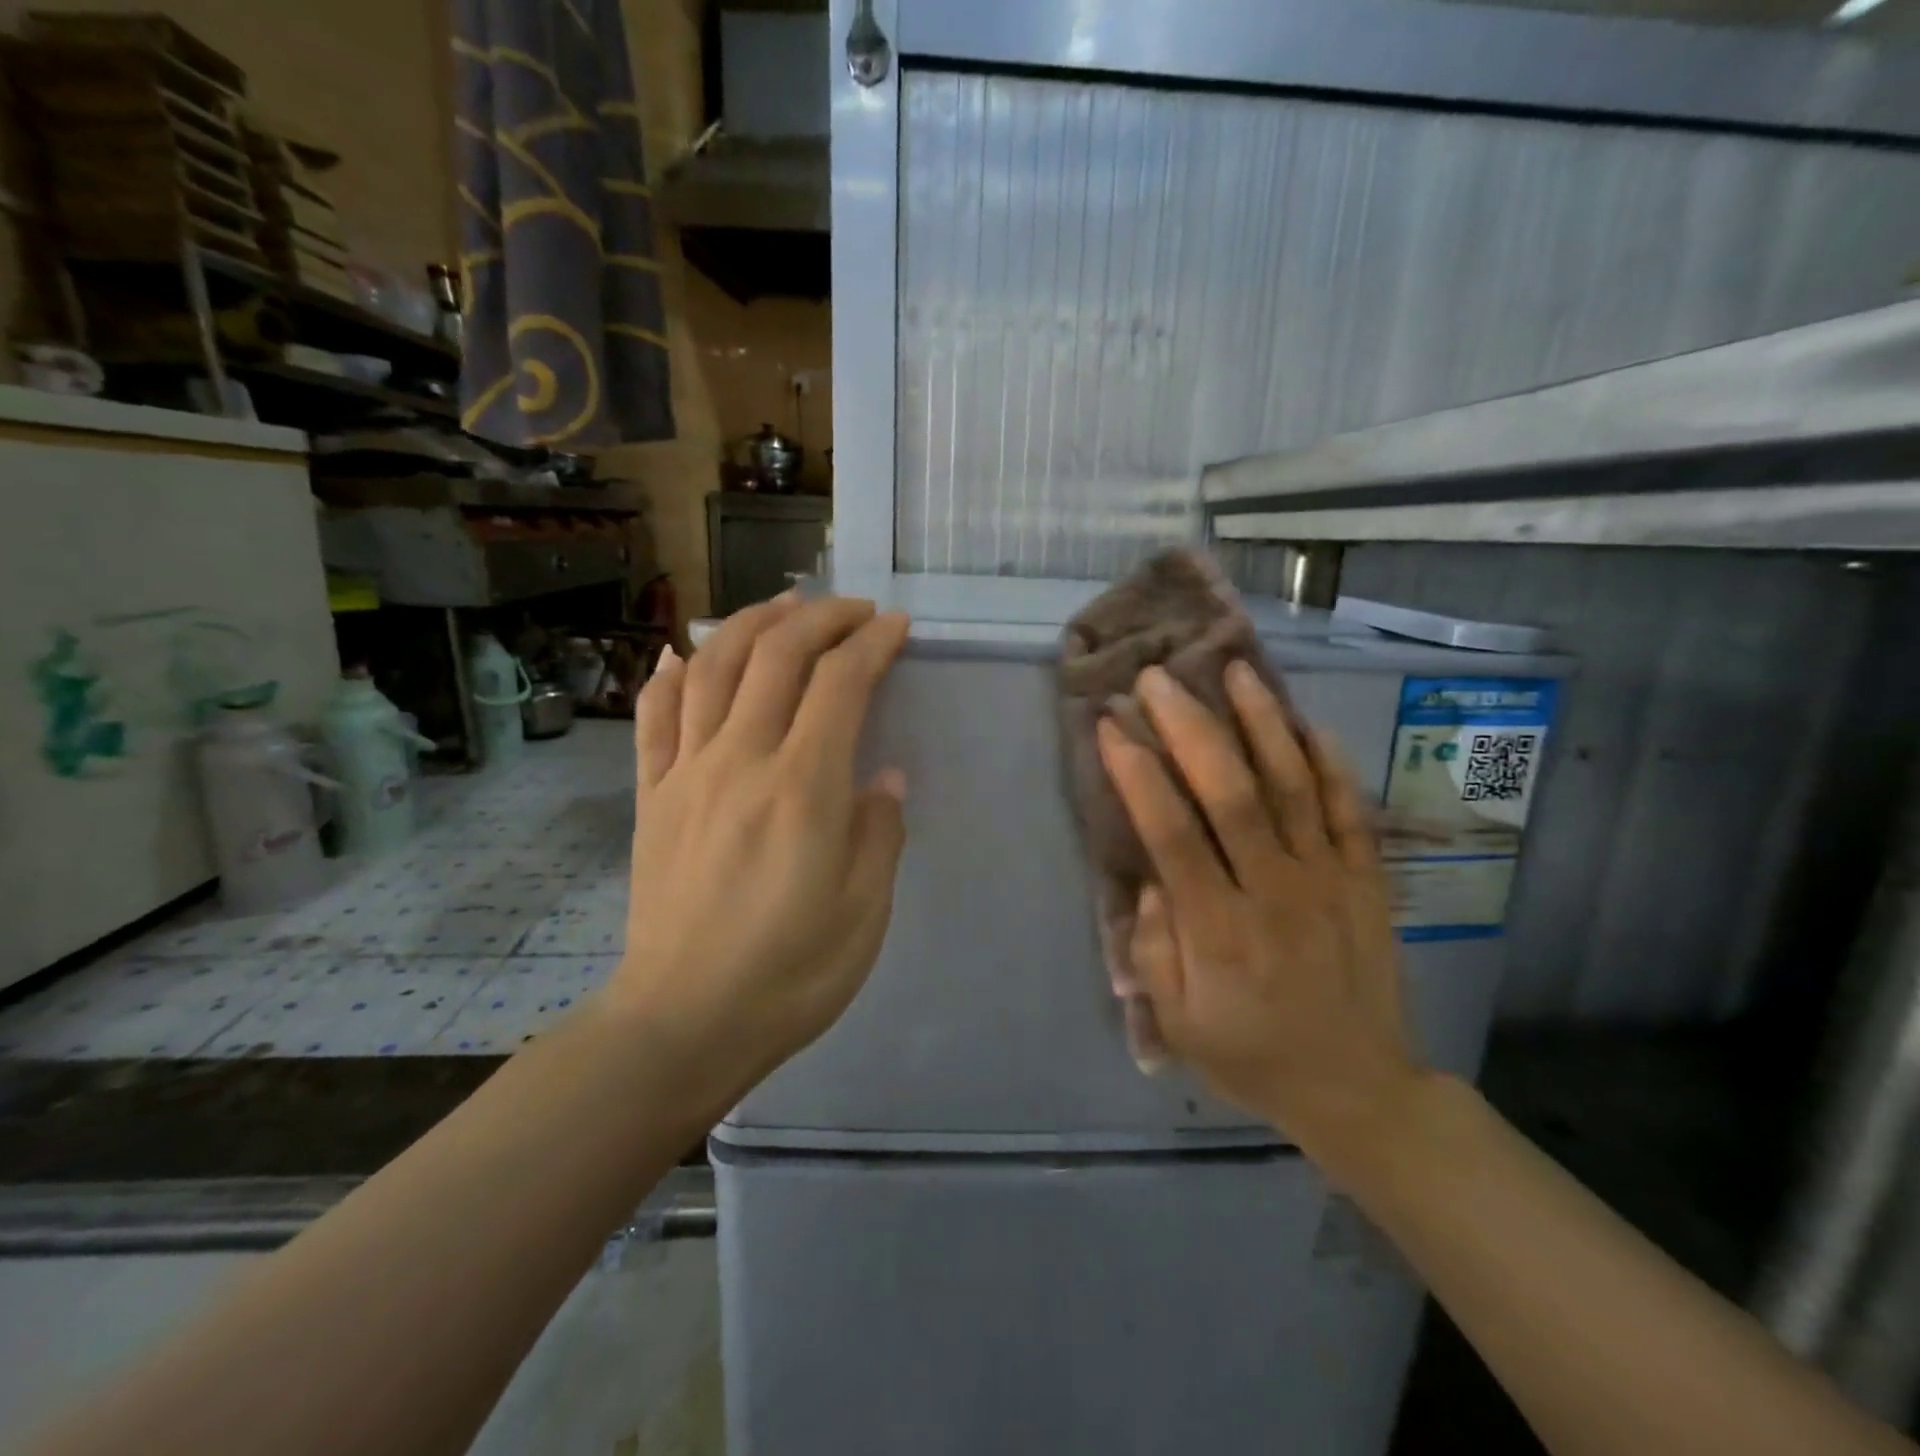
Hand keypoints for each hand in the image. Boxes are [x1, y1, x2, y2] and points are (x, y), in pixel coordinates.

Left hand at [609, 595, 910, 1104]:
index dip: (872, 644)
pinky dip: (673, 673)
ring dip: (752, 624)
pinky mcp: (652, 796)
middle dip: (821, 618)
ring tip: (784, 608)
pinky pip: (656, 716)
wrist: (683, 1022)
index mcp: (802, 788)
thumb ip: (880, 833)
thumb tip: (882, 779)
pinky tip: (689, 653)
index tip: (896, 628)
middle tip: (854, 610)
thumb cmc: (790, 974)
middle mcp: (740, 761)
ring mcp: (686, 774)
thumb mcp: (865, 912)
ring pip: (713, 667)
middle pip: (777, 656)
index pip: (840, 684)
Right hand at [1096, 660, 1422, 1168]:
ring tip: (1233, 670)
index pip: (1172, 835)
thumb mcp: (1180, 1022)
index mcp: (1219, 930)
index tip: (1110, 725)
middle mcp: (1274, 891)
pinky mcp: (1367, 879)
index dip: (1137, 775)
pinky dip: (1329, 761)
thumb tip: (1150, 877)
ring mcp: (1328, 880)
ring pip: (1294, 786)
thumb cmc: (1252, 1054)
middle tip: (1157, 679)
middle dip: (1189, 728)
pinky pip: (1349, 809)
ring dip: (1261, 723)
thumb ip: (1155, 949)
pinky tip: (1304, 720)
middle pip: (1231, 794)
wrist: (1357, 1089)